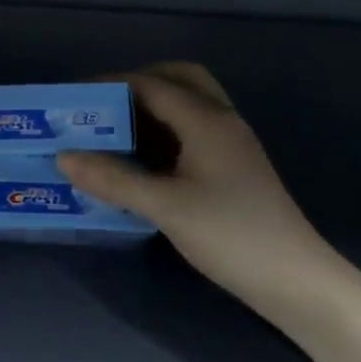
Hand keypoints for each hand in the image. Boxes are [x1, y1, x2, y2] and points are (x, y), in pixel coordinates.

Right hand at [56, 62, 346, 317]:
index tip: (74, 99)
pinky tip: (142, 161)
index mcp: (206, 119)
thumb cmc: (231, 235)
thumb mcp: (165, 207)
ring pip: (188, 106)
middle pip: (178, 79)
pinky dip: (164, 133)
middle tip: (103, 107)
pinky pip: (192, 132)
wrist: (297, 282)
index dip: (109, 85)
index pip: (150, 84)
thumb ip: (113, 179)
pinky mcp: (232, 168)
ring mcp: (230, 144)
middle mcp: (220, 120)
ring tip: (113, 131)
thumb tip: (63, 157)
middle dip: (137, 84)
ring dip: (152, 109)